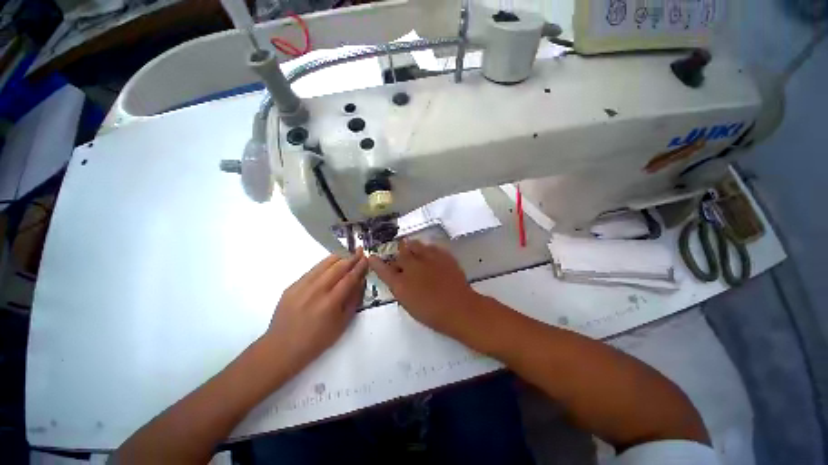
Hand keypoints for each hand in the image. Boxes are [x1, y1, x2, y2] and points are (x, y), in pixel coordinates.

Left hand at [263, 250, 367, 373]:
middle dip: (351, 258)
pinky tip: (329, 264)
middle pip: (337, 267)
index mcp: (330, 302)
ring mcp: (302, 287)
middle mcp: (316, 290)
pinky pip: (311, 270)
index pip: (349, 278)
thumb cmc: (317, 340)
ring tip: (346, 254)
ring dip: (338, 258)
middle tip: (359, 251)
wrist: (282, 348)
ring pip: (323, 265)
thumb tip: (360, 281)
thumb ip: (353, 300)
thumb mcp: (342, 324)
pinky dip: (323, 265)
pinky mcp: (292, 286)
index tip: (366, 258)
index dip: (359, 266)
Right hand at [368, 240, 481, 338]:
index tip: (372, 257)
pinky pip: (430, 246)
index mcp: (401, 284)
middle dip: (399, 253)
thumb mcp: (410, 304)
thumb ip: (401, 289)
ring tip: (413, 249)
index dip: (376, 263)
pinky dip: (427, 248)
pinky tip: (429, 253)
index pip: (383, 270)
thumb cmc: (433, 313)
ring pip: (415, 245)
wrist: (459, 308)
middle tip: (401, 255)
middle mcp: (412, 267)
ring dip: (412, 247)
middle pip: (400, 253)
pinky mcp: (442, 255)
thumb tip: (398, 279)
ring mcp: (428, 259)